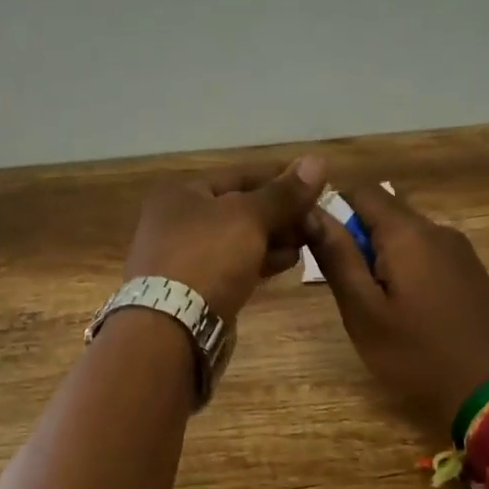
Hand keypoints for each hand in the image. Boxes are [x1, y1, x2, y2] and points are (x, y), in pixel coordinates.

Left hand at [125, 156, 327, 322]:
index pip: (240, 175)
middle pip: (238, 208)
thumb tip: (318, 161)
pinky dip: (259, 261)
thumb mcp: (249, 217)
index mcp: (182, 193)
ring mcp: (183, 256)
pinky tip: (288, 263)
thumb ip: (284, 194)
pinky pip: (233, 266)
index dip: (279, 178)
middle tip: (317, 218)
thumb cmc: (207, 257)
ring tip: (309, 241)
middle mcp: (177, 220)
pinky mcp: (194, 288)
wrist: (171, 327)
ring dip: (273, 238)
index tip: (316, 184)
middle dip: (279, 213)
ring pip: (237, 240)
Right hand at [305, 183, 488, 434]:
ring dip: (381, 255)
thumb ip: (337, 257)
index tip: (319, 244)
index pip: (361, 192)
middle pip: (385, 212)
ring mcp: (461, 251)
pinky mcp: (473, 272)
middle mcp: (437, 230)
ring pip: (407, 235)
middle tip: (346, 284)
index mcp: (408, 233)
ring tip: (374, 302)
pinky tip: (406, 308)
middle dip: (357, 237)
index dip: (333, 209)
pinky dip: (407, 267)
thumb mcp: (364, 312)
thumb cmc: (418, 354)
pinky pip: (428, 254)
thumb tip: (311, 212)